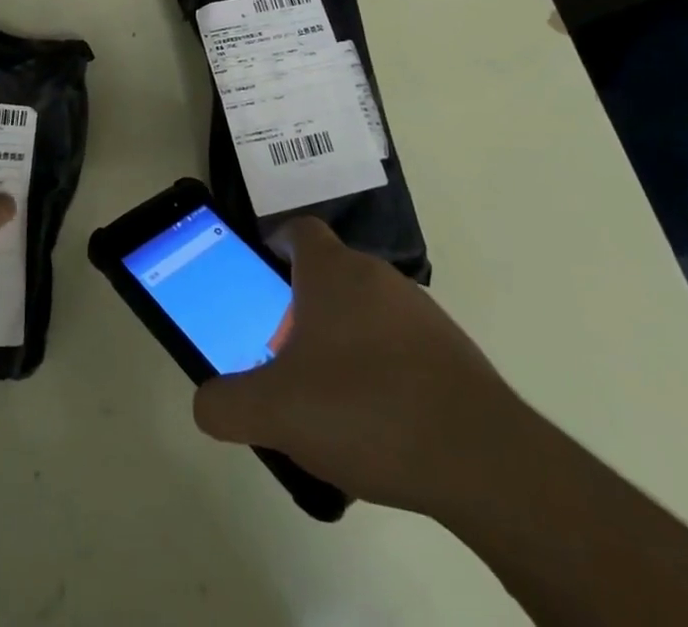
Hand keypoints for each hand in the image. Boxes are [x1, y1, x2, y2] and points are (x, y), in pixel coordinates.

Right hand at [192, 218, 527, 514]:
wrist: (480, 457)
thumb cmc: (364, 409)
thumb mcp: (275, 412)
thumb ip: (226, 404)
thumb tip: (206, 402)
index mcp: (332, 272)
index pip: (300, 230)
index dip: (278, 243)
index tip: (265, 273)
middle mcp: (377, 277)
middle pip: (330, 274)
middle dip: (303, 307)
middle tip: (286, 357)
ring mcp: (420, 311)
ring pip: (367, 310)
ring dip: (343, 339)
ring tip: (330, 399)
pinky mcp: (452, 351)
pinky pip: (401, 345)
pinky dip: (382, 368)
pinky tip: (378, 422)